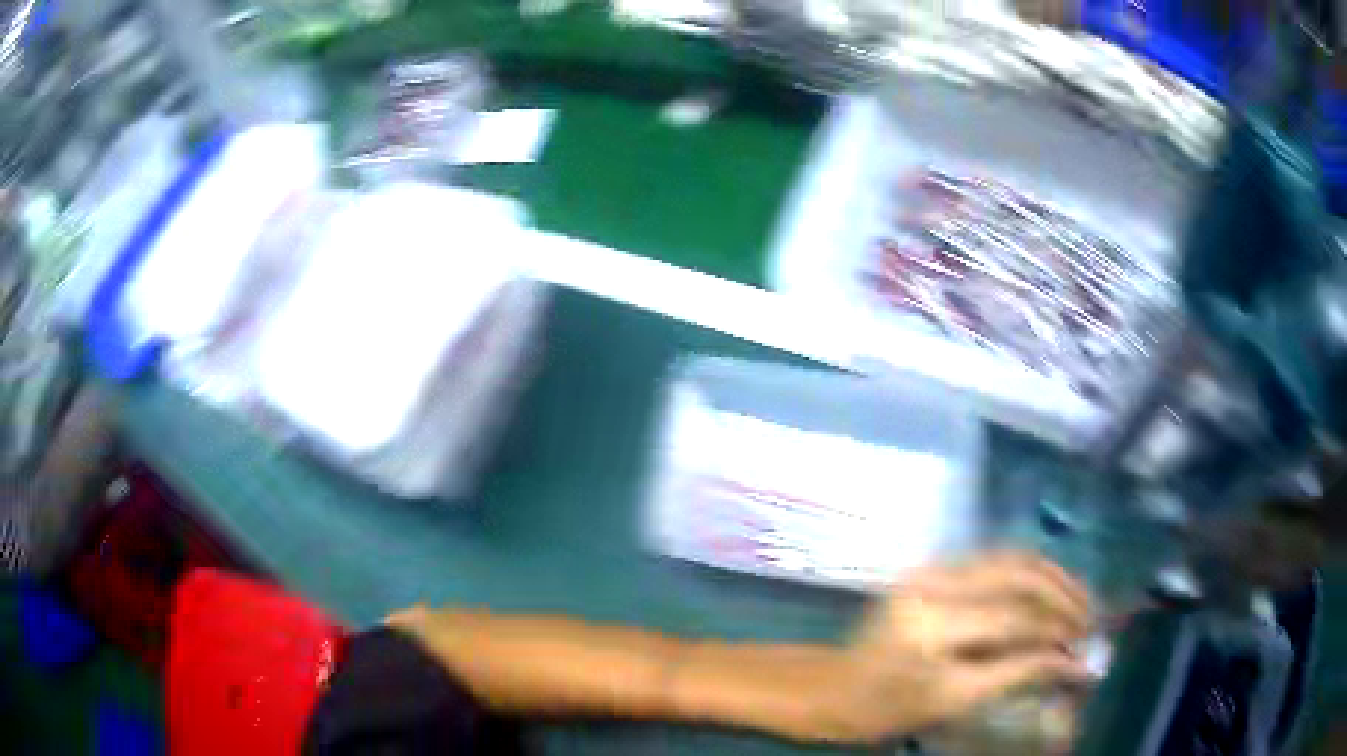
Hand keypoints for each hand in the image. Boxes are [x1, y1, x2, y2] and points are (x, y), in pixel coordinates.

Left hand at [817, 552, 1092, 742]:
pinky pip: (996, 562)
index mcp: (931, 624)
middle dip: (1065, 596)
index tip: (1089, 646)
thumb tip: (1075, 663)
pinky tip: (1051, 592)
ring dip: (1054, 579)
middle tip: (1093, 619)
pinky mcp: (934, 568)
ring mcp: (932, 569)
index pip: (1015, 620)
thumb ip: (1017, 675)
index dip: (1059, 632)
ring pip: (1012, 559)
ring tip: (1081, 602)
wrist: (832, 687)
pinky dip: (1032, 575)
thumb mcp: (953, 701)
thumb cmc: (886, 708)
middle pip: (1020, 575)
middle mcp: (934, 583)